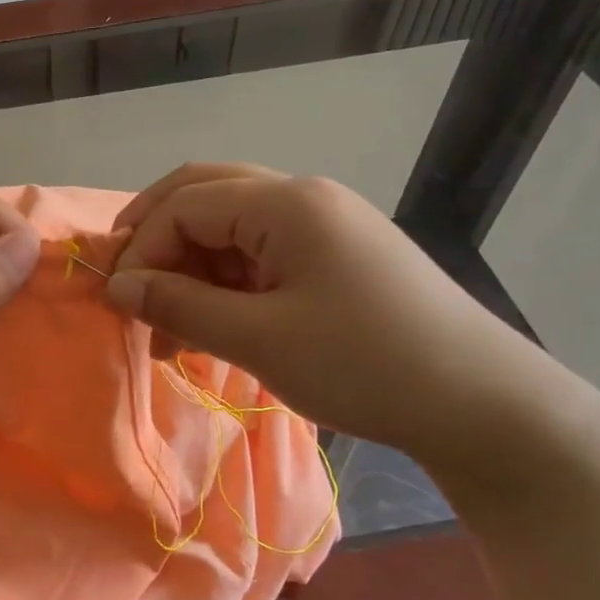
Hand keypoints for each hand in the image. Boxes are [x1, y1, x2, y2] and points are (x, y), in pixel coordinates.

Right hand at [106, 163, 557, 470]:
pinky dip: (224, 285)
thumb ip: (181, 306)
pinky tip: (210, 327)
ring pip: (232, 228)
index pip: (186, 205)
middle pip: (207, 195)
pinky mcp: (337, 260)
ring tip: (166, 328)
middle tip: (125, 284)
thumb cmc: (365, 364)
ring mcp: (325, 228)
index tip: (118, 304)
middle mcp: (304, 199)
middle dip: (157, 238)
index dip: (142, 250)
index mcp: (287, 204)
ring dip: (190, 268)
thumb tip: (118, 288)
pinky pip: (261, 257)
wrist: (481, 404)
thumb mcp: (260, 339)